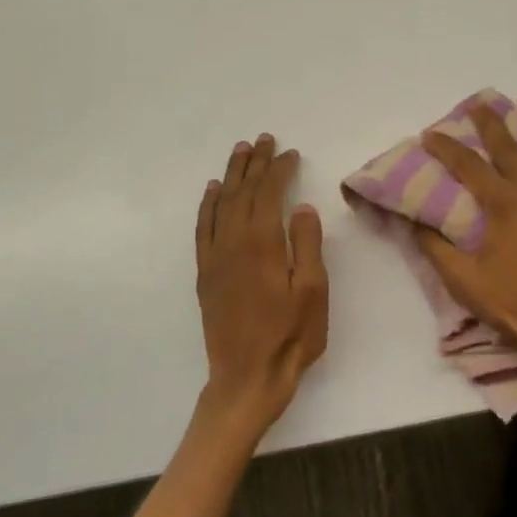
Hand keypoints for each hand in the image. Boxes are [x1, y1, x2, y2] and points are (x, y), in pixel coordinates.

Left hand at [194, 135, 329, 432]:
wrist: (247, 377)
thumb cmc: (291, 335)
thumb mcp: (313, 291)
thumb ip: (307, 245)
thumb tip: (302, 208)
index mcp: (263, 244)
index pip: (269, 194)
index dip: (279, 170)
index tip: (290, 153)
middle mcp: (233, 243)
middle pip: (243, 192)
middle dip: (255, 163)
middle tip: (264, 139)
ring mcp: (215, 258)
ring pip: (221, 204)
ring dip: (231, 175)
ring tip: (240, 152)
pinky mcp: (206, 273)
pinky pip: (203, 228)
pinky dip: (208, 205)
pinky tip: (212, 191)